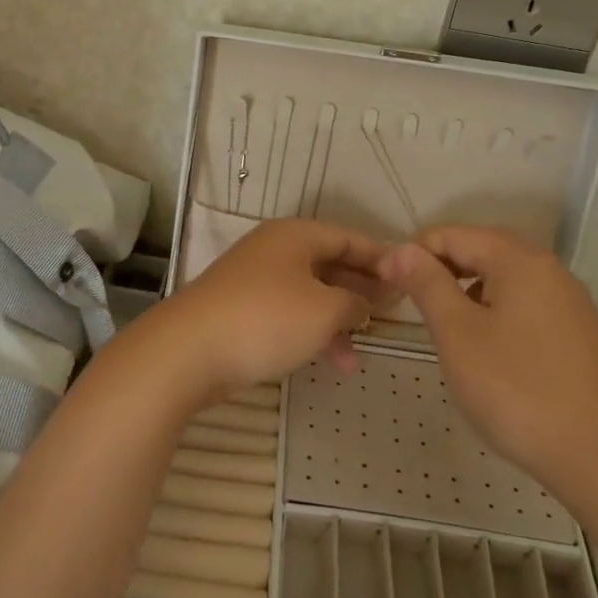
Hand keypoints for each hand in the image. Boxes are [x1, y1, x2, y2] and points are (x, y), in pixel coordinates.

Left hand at [145, 219, 394, 398]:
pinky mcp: (243, 310)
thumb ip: (354, 303)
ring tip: (366, 347)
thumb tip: (363, 303)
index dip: (381, 257)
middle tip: (393, 311)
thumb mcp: (324, 310)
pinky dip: (313, 332)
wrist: (188, 351)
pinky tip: (335, 362)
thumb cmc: (266, 319)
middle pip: (330, 263)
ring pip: (311, 293)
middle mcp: (276, 250)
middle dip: (362, 288)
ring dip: (339, 317)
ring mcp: (256, 280)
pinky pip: (290, 314)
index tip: (409, 277)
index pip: (349, 237)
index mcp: (296, 236)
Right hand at [381, 226, 597, 480]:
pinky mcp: (578, 334)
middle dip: (441, 271)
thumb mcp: (457, 334)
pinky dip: (495, 313)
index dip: (413, 254)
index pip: (452, 234)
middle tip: (412, 307)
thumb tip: (400, 249)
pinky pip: (525, 305)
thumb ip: (427, 284)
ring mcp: (568, 302)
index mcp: (518, 259)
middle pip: (481, 251)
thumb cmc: (517, 390)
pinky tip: (486, 351)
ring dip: (467, 293)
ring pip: (503, 279)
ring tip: (445, 331)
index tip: (387, 286)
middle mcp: (548, 269)